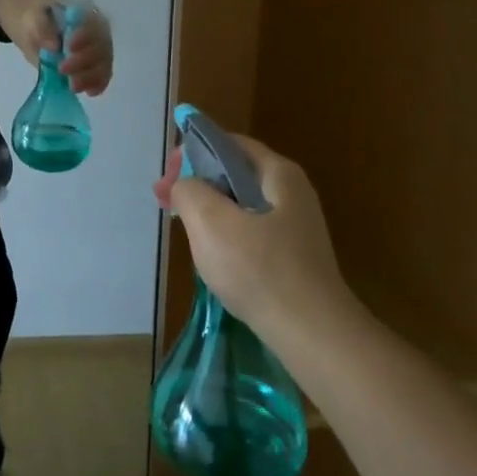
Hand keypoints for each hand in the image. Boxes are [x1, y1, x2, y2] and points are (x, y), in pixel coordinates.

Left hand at [3, 0, 113, 96]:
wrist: (34, 26)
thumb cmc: (36, 18)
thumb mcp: (33, 16)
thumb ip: (41, 27)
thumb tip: (54, 46)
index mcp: (85, 12)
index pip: (93, 23)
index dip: (85, 36)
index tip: (68, 47)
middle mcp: (97, 30)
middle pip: (101, 46)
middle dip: (84, 61)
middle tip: (62, 69)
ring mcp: (97, 49)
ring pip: (104, 63)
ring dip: (91, 76)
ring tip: (73, 86)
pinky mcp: (93, 65)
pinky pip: (102, 75)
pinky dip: (99, 84)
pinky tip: (89, 92)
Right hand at [158, 132, 352, 334]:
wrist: (311, 332)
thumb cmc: (259, 269)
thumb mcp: (210, 220)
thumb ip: (188, 190)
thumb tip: (185, 187)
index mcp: (277, 174)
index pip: (227, 143)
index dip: (191, 152)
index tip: (166, 177)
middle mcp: (291, 192)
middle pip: (232, 171)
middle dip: (195, 181)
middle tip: (165, 201)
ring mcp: (293, 225)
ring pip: (238, 202)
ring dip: (205, 207)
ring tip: (181, 226)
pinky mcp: (291, 254)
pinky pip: (248, 229)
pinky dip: (223, 230)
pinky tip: (209, 252)